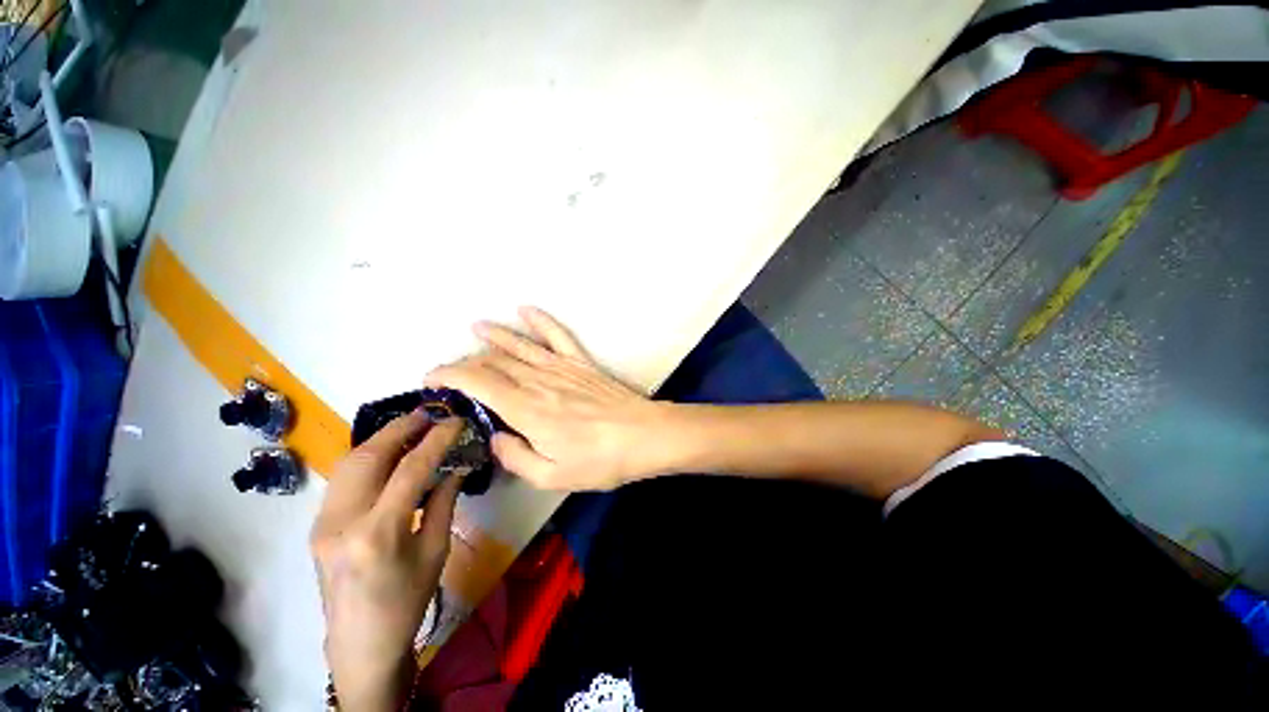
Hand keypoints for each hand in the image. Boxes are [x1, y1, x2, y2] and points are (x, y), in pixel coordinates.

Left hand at [311, 413, 462, 711]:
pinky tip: (389, 452)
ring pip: (349, 463)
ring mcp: (322, 522)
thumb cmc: (406, 601)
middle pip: (368, 457)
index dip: (436, 439)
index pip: (409, 469)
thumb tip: (455, 465)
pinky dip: (368, 456)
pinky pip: (344, 478)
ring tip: (412, 425)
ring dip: (382, 438)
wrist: (360, 642)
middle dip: (401, 428)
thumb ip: (444, 501)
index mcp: (377, 533)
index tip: (456, 421)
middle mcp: (342, 522)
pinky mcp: (318, 525)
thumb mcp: (435, 550)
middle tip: (429, 413)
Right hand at [425, 306, 665, 490]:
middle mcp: (539, 380)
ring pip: (520, 345)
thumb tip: (496, 437)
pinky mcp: (581, 362)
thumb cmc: (600, 461)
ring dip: (495, 335)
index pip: (476, 381)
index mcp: (526, 409)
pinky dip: (541, 320)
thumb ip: (515, 457)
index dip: (448, 375)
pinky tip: (526, 309)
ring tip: (476, 327)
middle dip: (468, 362)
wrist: (643, 436)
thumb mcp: (551, 476)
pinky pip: (557, 335)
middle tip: (455, 370)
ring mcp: (562, 367)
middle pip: (494, 362)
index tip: (431, 380)